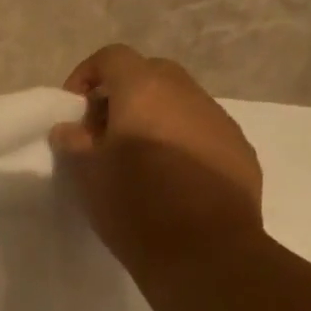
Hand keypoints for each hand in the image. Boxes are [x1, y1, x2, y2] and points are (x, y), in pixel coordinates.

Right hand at [49, 45, 263, 276]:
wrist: (204, 253)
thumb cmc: (134, 206)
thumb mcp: (87, 174)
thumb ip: (74, 142)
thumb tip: (70, 128)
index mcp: (145, 91)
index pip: (113, 57)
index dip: (87, 75)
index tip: (73, 109)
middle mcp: (187, 94)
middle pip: (150, 73)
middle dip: (123, 93)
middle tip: (102, 132)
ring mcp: (220, 121)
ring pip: (180, 102)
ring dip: (154, 117)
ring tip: (137, 158)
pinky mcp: (240, 151)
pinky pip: (202, 131)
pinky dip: (181, 140)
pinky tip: (170, 178)